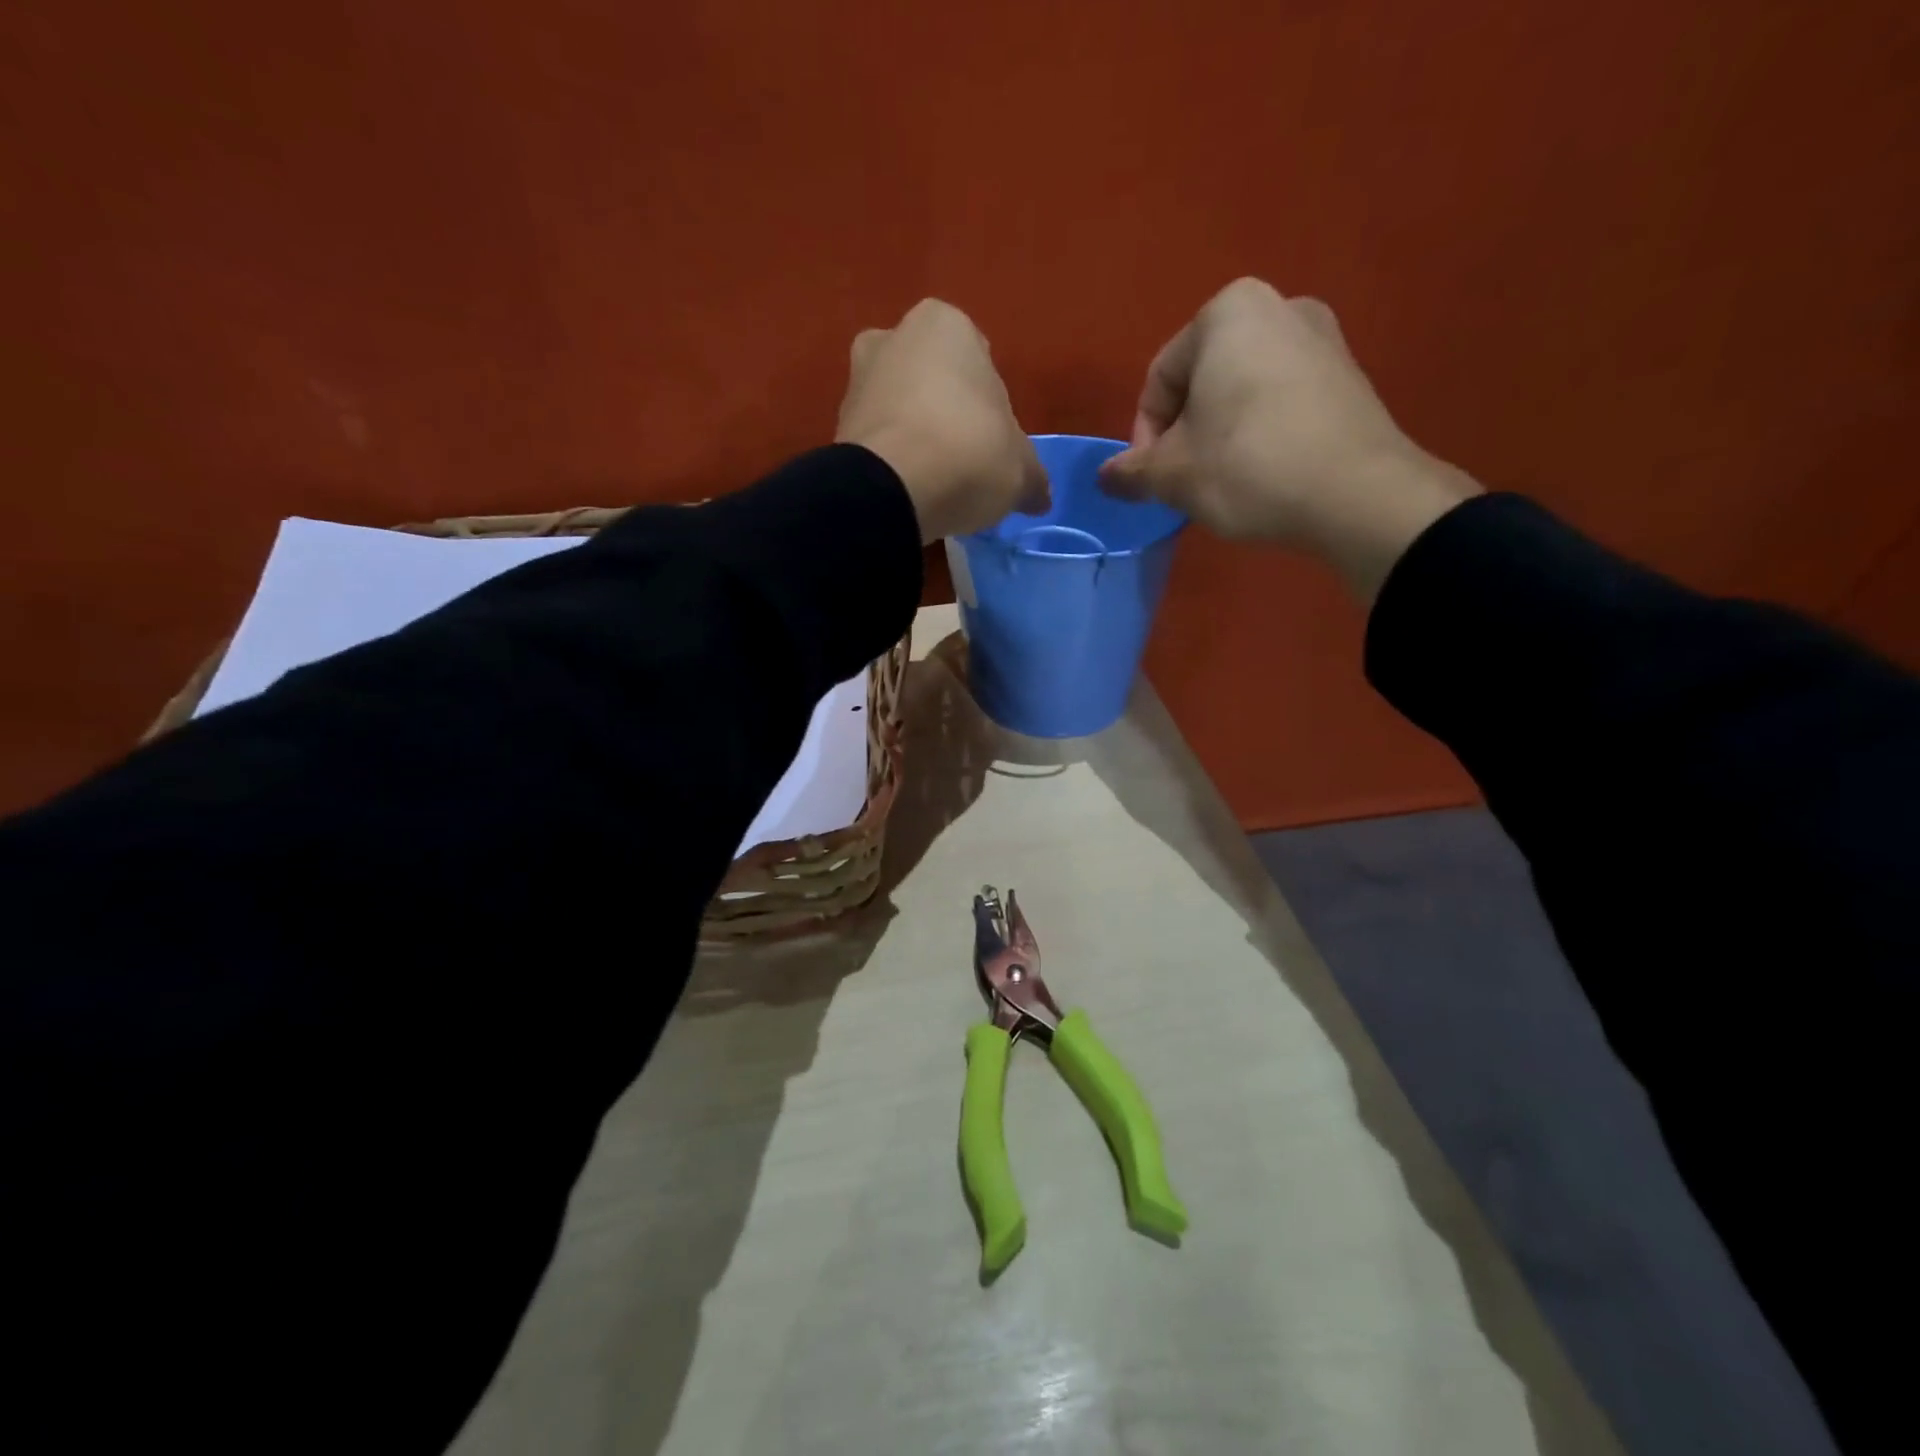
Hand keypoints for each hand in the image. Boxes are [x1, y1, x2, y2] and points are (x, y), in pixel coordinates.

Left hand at [836, 300, 1048, 543]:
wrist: (893, 490)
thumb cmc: (969, 454)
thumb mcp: (1020, 470)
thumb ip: (1032, 477)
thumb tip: (1040, 496)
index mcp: (946, 325)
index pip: (979, 361)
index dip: (989, 406)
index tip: (992, 443)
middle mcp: (894, 336)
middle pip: (932, 379)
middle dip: (945, 412)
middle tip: (963, 459)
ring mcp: (856, 379)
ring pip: (899, 407)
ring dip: (914, 435)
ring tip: (934, 482)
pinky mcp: (835, 426)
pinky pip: (876, 440)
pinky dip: (890, 460)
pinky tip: (908, 491)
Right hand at [1100, 278, 1479, 598]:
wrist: (1357, 495)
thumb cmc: (1247, 467)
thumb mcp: (1172, 475)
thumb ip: (1131, 472)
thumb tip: (1105, 477)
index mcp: (1227, 312)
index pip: (1159, 379)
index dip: (1145, 436)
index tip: (1151, 480)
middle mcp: (1278, 306)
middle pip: (1202, 381)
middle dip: (1184, 433)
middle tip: (1183, 482)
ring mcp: (1323, 338)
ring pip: (1241, 392)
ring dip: (1219, 436)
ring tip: (1221, 483)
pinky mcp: (1350, 375)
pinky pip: (1281, 402)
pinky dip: (1260, 434)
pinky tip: (1263, 474)